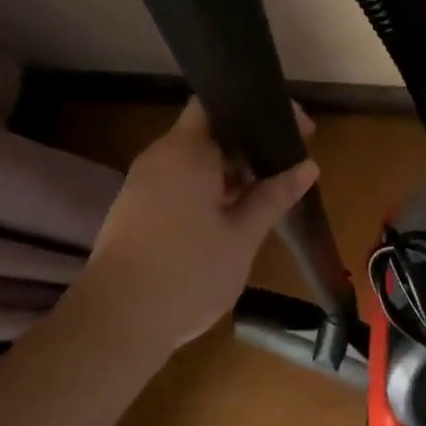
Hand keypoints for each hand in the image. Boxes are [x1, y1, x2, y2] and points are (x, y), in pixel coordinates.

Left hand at [80, 99, 319, 347]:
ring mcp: (143, 184)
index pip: (220, 104)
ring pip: (194, 162)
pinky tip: (234, 216)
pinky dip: (209, 190)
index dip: (260, 110)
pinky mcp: (136, 211)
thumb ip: (273, 197)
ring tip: (268, 192)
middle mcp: (159, 157)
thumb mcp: (242, 236)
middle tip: (289, 165)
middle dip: (250, 145)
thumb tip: (306, 166)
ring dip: (230, 171)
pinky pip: (179, 185)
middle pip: (208, 132)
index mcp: (186, 151)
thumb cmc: (188, 272)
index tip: (298, 130)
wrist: (119, 320)